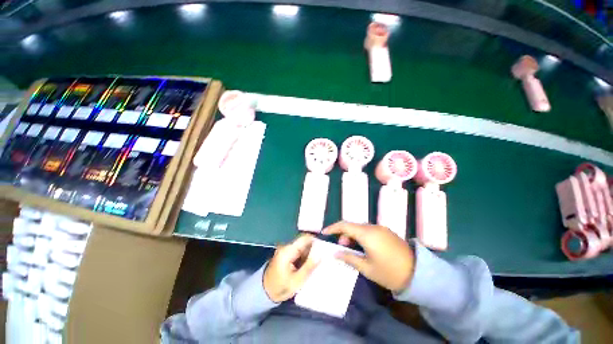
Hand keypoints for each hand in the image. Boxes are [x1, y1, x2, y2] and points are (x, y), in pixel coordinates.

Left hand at [263, 234, 319, 302]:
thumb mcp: (297, 280)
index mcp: (288, 250)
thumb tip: (320, 254)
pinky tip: (311, 264)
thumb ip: (309, 266)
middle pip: (304, 242)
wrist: (264, 292)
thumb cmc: (280, 287)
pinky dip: (305, 256)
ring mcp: (286, 250)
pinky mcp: (286, 254)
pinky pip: (299, 252)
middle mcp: (287, 246)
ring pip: (302, 247)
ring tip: (319, 261)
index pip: (304, 238)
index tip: (325, 248)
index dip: (315, 240)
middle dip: (314, 248)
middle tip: (324, 256)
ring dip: (310, 253)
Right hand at [323, 222, 414, 291]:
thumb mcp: (367, 268)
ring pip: (360, 227)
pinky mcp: (386, 232)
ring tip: (352, 249)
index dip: (333, 228)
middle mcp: (373, 227)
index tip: (324, 232)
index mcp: (367, 234)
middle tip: (341, 247)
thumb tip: (335, 253)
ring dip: (352, 235)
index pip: (345, 225)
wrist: (418, 273)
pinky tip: (363, 247)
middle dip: (343, 233)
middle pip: (352, 225)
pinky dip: (361, 235)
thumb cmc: (389, 272)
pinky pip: (369, 230)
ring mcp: (381, 228)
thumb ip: (349, 258)